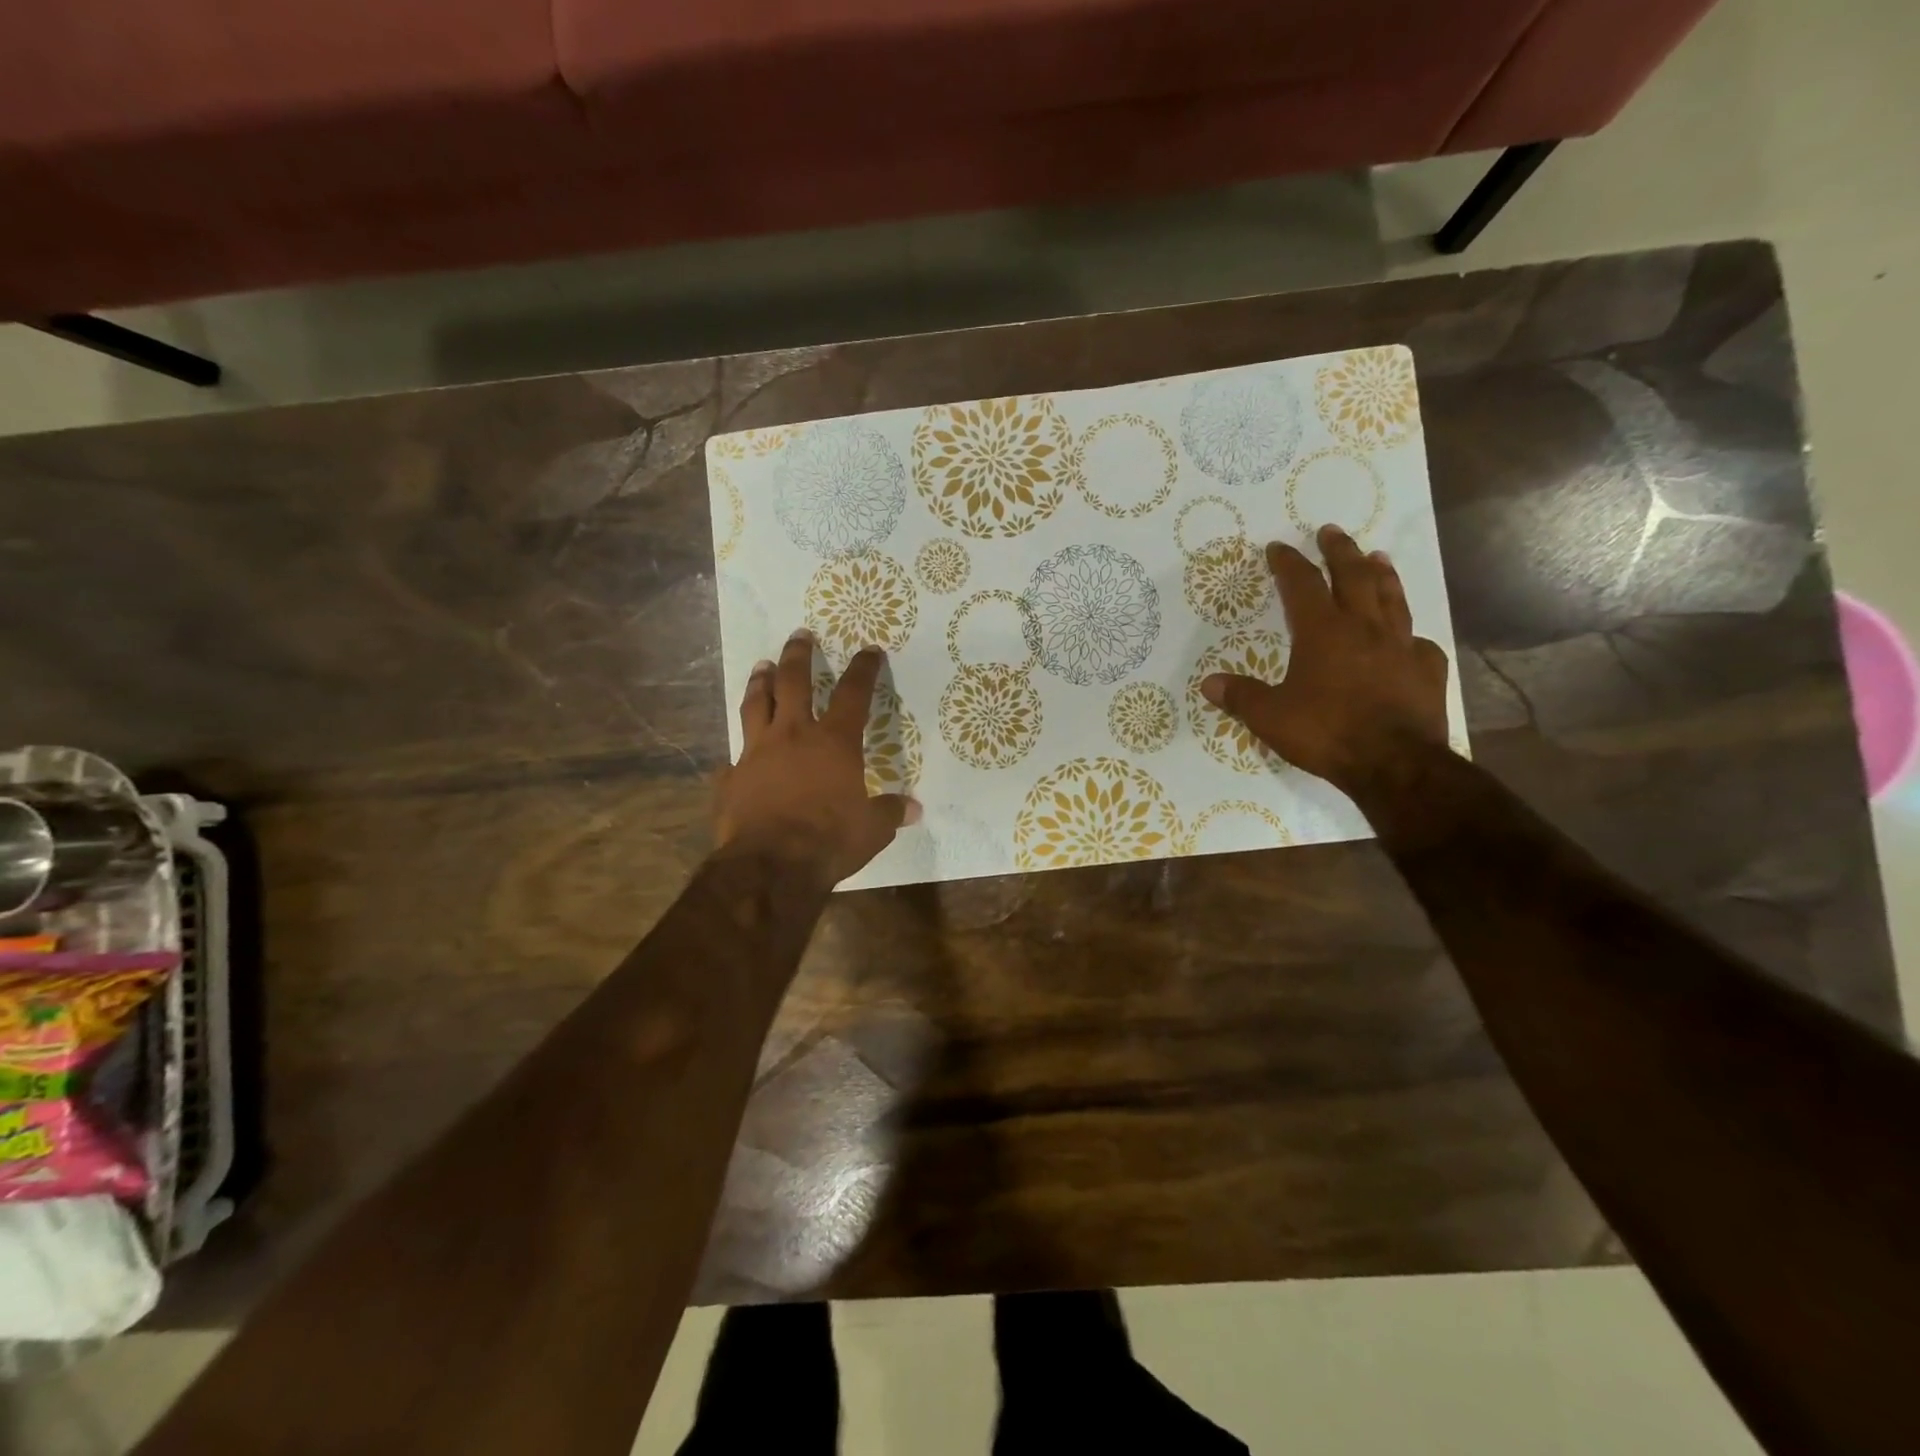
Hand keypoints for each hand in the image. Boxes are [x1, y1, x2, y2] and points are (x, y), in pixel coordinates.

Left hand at [714, 630, 919, 884]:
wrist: (770, 865)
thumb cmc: (829, 840)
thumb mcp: (872, 829)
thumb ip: (890, 812)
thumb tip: (913, 809)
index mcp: (833, 742)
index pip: (853, 694)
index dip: (863, 669)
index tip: (869, 650)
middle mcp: (793, 736)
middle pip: (793, 682)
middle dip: (798, 655)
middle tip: (799, 635)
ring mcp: (756, 753)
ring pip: (756, 705)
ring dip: (760, 682)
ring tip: (761, 666)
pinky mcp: (731, 778)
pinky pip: (733, 758)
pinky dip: (738, 753)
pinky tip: (735, 754)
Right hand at [1201, 525, 1449, 793]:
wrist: (1395, 764)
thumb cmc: (1326, 733)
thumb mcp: (1270, 717)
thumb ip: (1241, 697)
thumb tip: (1209, 683)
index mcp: (1322, 632)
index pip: (1302, 585)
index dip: (1288, 563)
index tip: (1278, 547)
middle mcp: (1364, 628)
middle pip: (1354, 576)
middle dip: (1339, 551)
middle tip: (1331, 531)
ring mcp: (1401, 646)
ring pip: (1392, 598)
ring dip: (1382, 574)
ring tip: (1377, 556)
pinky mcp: (1427, 670)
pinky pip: (1418, 642)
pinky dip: (1409, 632)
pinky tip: (1408, 636)